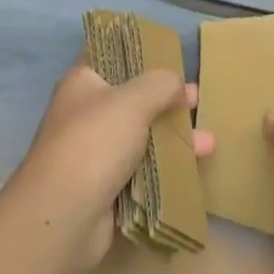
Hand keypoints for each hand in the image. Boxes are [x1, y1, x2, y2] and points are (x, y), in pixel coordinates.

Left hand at [12, 62, 214, 273]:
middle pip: (133, 99)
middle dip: (167, 100)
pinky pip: (142, 171)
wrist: (63, 218)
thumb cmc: (95, 143)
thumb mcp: (133, 100)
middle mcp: (86, 114)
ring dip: (173, 138)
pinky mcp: (106, 187)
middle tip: (198, 100)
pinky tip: (193, 169)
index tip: (171, 57)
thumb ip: (161, 84)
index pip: (111, 57)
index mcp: (83, 82)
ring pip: (141, 137)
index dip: (140, 54)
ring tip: (210, 142)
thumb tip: (176, 84)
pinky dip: (165, 169)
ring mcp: (95, 153)